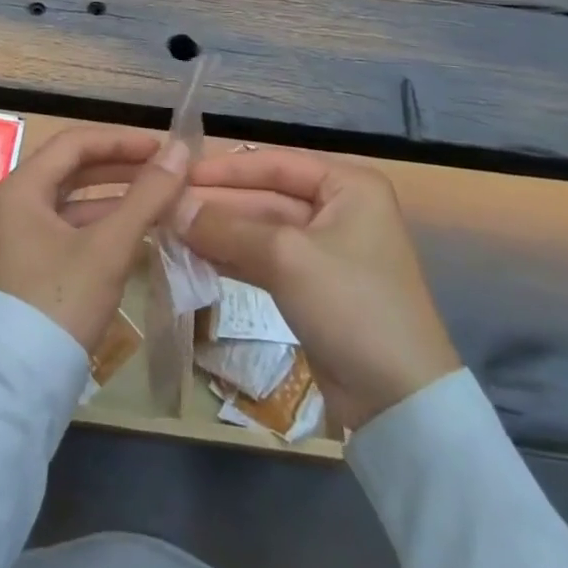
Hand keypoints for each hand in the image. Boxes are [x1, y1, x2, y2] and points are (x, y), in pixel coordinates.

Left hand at [0, 127, 189, 351]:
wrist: (17, 392)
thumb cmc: (60, 304)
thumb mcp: (109, 247)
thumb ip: (147, 196)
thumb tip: (181, 151)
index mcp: (21, 188)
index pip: (74, 144)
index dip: (120, 140)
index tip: (161, 147)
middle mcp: (14, 205)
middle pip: (72, 170)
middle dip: (119, 167)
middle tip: (163, 170)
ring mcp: (19, 239)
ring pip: (73, 202)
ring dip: (114, 198)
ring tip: (158, 199)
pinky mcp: (30, 268)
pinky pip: (70, 230)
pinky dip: (102, 227)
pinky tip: (136, 235)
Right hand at [178, 148, 459, 429]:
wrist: (401, 405)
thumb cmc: (352, 305)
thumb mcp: (287, 257)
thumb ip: (228, 227)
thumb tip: (172, 207)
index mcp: (347, 185)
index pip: (275, 162)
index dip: (226, 168)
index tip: (179, 172)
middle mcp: (338, 208)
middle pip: (266, 196)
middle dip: (218, 203)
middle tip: (166, 205)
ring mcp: (325, 250)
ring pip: (261, 230)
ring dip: (219, 231)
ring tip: (171, 229)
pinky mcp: (313, 287)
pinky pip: (265, 260)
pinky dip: (232, 257)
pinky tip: (194, 256)